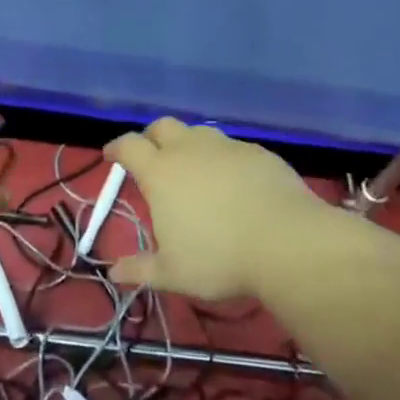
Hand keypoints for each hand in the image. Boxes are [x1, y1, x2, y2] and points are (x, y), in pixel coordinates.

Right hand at [103, 118, 335, 299]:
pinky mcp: (258, 153)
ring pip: (198, 132)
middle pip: (162, 126)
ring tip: (194, 168)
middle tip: (152, 157)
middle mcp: (189, 149)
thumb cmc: (219, 258)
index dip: (116, 148)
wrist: (287, 243)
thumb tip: (113, 271)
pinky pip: (232, 148)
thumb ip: (140, 269)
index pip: (128, 145)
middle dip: (151, 137)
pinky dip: (223, 158)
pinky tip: (233, 181)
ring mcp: (226, 147)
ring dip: (188, 144)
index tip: (111, 156)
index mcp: (160, 172)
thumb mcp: (173, 273)